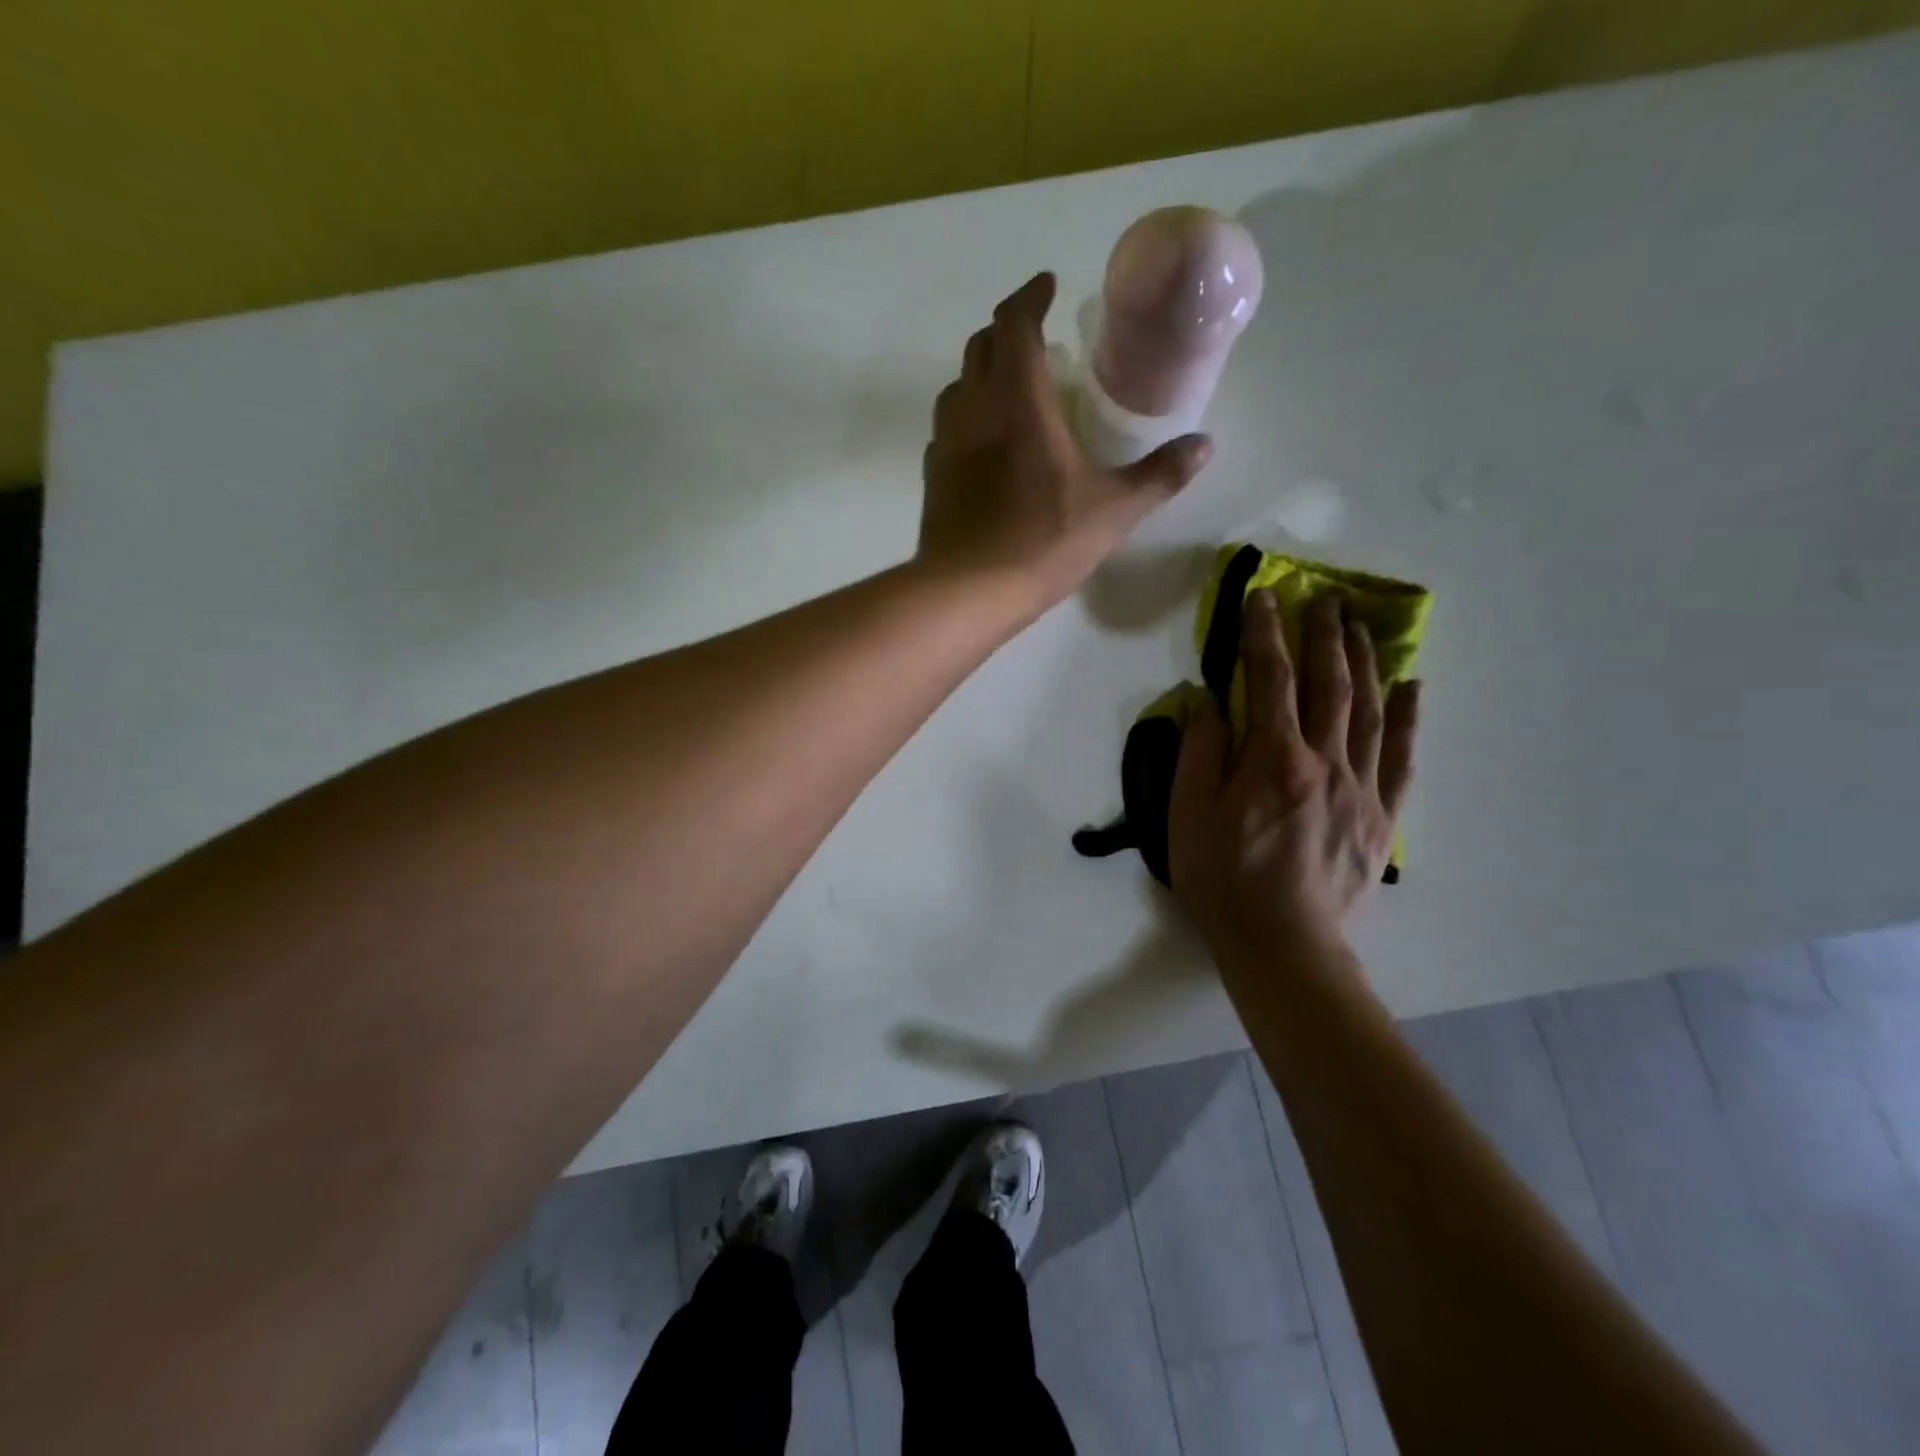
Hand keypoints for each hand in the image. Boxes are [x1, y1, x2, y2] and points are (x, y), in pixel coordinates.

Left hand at [917, 272, 1211, 612]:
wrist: (967, 592)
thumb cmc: (1042, 543)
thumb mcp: (1112, 511)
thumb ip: (1159, 476)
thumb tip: (1204, 446)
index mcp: (1018, 402)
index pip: (1014, 325)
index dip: (1029, 297)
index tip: (1047, 286)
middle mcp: (974, 410)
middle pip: (980, 347)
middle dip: (1006, 330)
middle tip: (1035, 336)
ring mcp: (945, 444)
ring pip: (957, 386)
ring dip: (982, 373)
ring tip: (1011, 386)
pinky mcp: (932, 477)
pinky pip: (947, 428)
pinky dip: (967, 416)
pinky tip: (985, 442)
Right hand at [1168, 590, 1420, 961]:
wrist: (1281, 942)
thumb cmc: (1223, 876)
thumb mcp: (1188, 813)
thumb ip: (1199, 751)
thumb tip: (1207, 699)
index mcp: (1273, 758)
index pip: (1271, 679)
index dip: (1266, 632)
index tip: (1264, 594)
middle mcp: (1324, 761)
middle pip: (1329, 685)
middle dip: (1325, 635)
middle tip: (1326, 597)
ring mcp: (1360, 788)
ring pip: (1368, 711)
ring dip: (1365, 662)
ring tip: (1362, 626)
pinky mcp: (1382, 818)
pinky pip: (1400, 758)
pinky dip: (1406, 719)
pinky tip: (1412, 688)